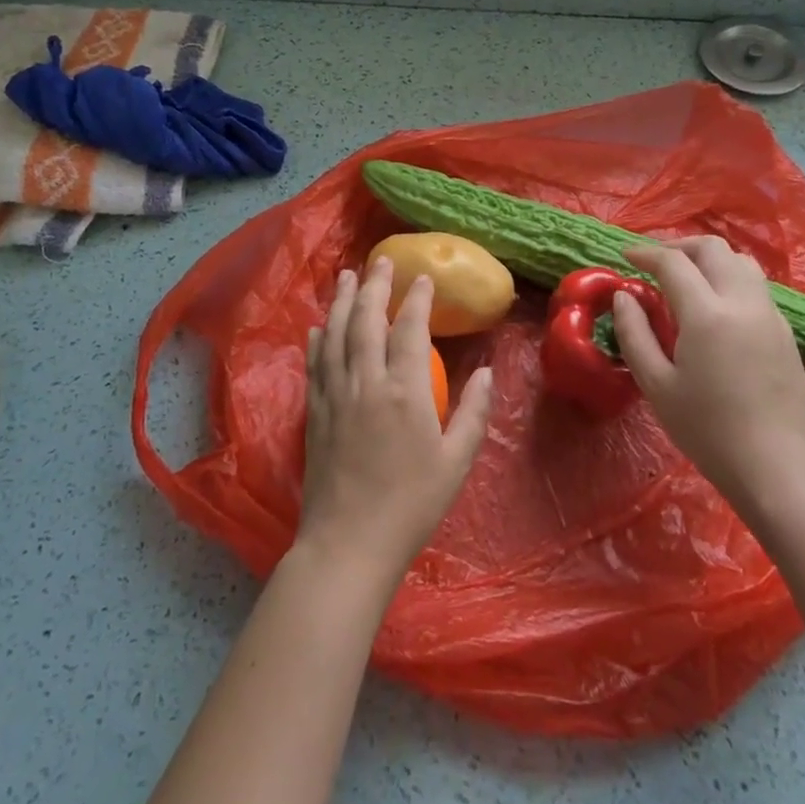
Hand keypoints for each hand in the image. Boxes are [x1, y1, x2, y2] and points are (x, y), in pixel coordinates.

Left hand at [296, 259, 493, 584]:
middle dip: (373, 285)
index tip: (421, 276)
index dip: (416, 298)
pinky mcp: (314, 411)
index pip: (409, 328)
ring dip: (341, 300)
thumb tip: (489, 373)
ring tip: (346, 275)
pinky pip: (315, 362)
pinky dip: (318, 337)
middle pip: (366, 319)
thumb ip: (474, 413)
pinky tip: (319, 324)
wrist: (349, 543)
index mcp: (405, 391)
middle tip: (379, 260)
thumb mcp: (456, 462)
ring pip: (335, 333)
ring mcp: (335, 394)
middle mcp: (366, 381)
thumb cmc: (411, 505)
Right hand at [611, 236, 804, 495]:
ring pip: (739, 261)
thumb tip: (624, 296)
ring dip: (708, 259)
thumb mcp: (656, 385)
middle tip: (653, 263)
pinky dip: (728, 277)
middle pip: (712, 248)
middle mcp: (743, 302)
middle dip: (678, 247)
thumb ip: (634, 333)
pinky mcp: (784, 331)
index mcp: (707, 314)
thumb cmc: (707, 430)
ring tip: (684, 279)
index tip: (625, 255)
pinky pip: (754, 284)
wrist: (777, 468)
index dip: (645, 253)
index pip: (673, 262)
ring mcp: (770, 314)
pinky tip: (712, 306)